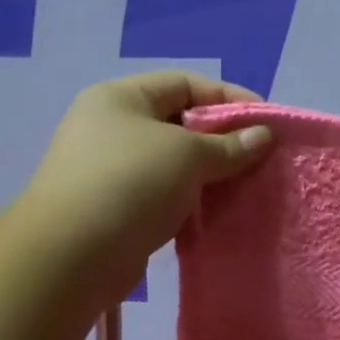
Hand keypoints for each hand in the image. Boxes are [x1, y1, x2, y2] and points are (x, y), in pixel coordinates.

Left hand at [18, 71, 273, 300]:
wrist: (72, 255)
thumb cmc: (130, 184)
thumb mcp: (187, 155)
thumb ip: (229, 145)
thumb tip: (262, 136)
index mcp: (121, 98)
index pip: (185, 84)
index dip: (229, 98)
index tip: (267, 123)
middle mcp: (111, 128)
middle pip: (179, 124)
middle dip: (223, 140)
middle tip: (260, 160)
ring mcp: (110, 171)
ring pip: (173, 165)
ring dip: (209, 175)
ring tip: (245, 188)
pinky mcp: (116, 210)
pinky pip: (163, 196)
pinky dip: (191, 202)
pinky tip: (216, 214)